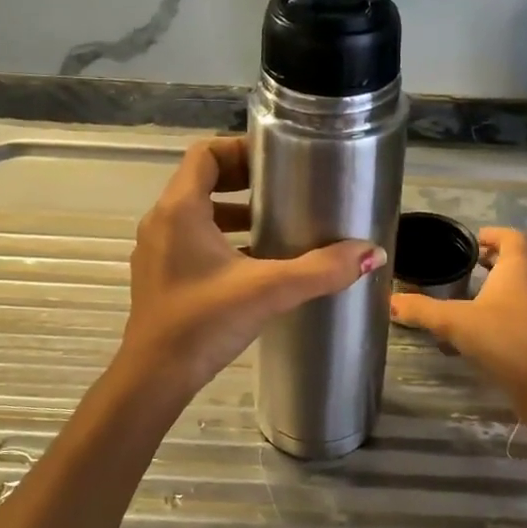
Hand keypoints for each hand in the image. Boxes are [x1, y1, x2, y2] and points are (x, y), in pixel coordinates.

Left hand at [118, 136, 384, 402]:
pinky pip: (192, 242)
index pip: (204, 154)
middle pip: (201, 181)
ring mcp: (157, 252)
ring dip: (234, 213)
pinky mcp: (160, 277)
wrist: (154, 378)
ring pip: (197, 215)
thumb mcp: (268, 291)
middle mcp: (161, 223)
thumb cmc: (204, 323)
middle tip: (284, 188)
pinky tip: (256, 264)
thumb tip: (372, 252)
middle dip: (243, 181)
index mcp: (179, 210)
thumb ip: (321, 269)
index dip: (240, 149)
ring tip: (276, 225)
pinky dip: (222, 241)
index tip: (276, 159)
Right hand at [390, 226, 526, 422]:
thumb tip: (389, 301)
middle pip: (523, 260)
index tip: (475, 242)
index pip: (511, 237)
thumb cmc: (499, 340)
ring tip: (491, 299)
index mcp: (520, 267)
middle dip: (499, 262)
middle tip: (476, 270)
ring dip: (516, 286)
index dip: (493, 235)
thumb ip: (421, 309)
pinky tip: (511, 327)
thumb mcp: (452, 323)